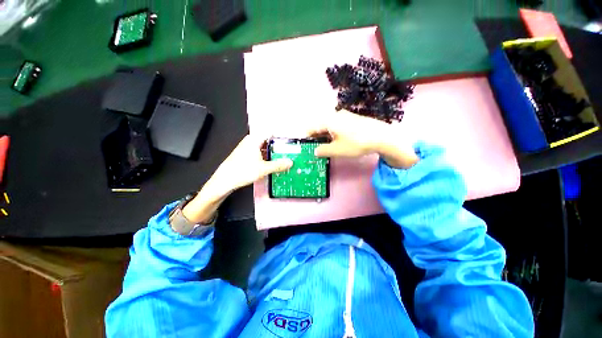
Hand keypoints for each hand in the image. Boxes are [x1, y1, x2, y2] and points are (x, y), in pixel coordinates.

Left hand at [211, 135, 293, 192]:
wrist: (225, 180)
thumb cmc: (242, 171)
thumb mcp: (264, 169)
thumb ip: (278, 165)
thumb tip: (289, 162)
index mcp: (254, 139)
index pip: (271, 132)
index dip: (281, 137)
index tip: (290, 142)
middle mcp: (250, 141)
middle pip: (268, 140)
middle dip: (278, 146)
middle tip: (288, 152)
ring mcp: (247, 147)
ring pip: (264, 147)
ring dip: (273, 152)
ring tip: (282, 159)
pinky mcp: (246, 154)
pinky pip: (259, 152)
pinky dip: (266, 156)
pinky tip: (271, 163)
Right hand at [308, 110, 418, 168]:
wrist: (381, 136)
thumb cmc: (356, 143)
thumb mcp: (337, 150)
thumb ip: (323, 150)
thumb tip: (316, 151)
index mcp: (329, 121)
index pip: (312, 127)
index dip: (308, 136)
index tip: (307, 144)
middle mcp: (336, 115)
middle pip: (321, 125)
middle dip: (317, 136)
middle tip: (317, 146)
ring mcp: (345, 115)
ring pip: (330, 124)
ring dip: (326, 134)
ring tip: (328, 145)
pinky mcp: (353, 118)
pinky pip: (338, 124)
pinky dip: (335, 132)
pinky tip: (339, 139)